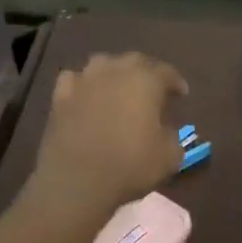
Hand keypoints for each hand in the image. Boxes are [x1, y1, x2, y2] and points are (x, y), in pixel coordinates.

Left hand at [27, 52, 186, 218]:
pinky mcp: (60, 97)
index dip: (176, 82)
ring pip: (102, 63)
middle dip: (147, 72)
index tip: (182, 94)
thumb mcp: (170, 157)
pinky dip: (83, 84)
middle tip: (153, 90)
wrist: (76, 181)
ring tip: (119, 88)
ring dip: (114, 72)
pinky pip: (74, 80)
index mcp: (146, 81)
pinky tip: (86, 95)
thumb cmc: (130, 166)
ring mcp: (84, 81)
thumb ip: (173, 137)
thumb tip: (165, 132)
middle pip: (135, 61)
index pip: (166, 72)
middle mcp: (115, 71)